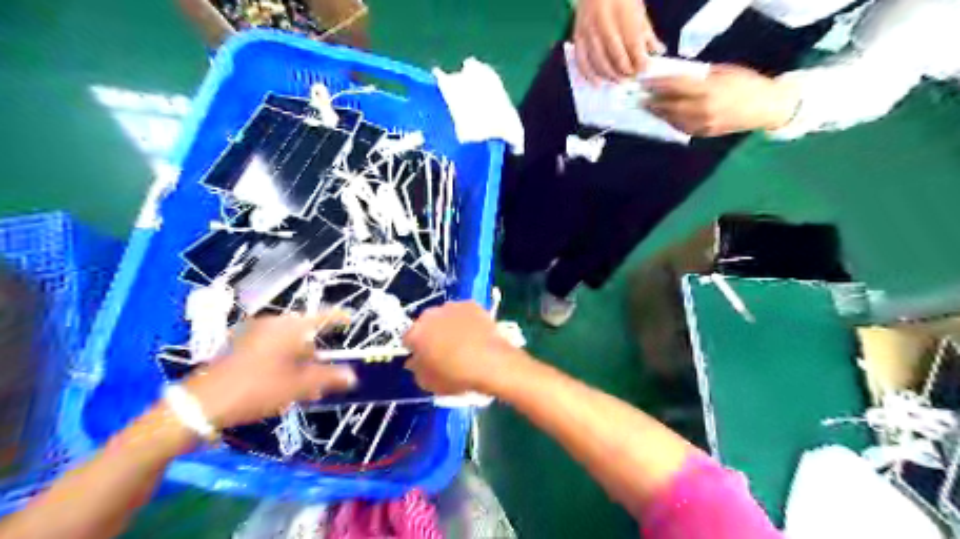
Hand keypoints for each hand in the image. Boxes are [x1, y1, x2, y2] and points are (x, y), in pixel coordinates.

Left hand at [182, 311, 355, 429]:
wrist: (200, 405)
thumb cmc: (257, 389)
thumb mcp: (298, 386)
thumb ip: (329, 378)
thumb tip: (353, 375)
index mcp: (289, 327)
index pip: (322, 316)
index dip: (339, 318)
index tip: (351, 320)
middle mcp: (273, 324)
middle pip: (305, 333)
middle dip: (317, 353)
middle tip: (325, 374)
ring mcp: (254, 333)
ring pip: (289, 343)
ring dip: (301, 361)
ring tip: (306, 385)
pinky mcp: (241, 346)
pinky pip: (273, 349)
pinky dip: (284, 361)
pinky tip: (285, 383)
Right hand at [402, 303, 518, 394]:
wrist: (491, 362)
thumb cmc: (456, 376)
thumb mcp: (428, 383)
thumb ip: (417, 370)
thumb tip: (415, 361)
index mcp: (415, 333)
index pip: (407, 339)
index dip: (415, 349)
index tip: (425, 358)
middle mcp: (430, 315)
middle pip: (426, 324)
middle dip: (431, 334)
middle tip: (443, 350)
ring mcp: (451, 307)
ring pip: (444, 316)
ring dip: (448, 325)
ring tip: (462, 341)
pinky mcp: (471, 304)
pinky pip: (464, 312)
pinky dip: (466, 320)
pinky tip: (475, 333)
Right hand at [573, 0, 665, 82]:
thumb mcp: (637, 9)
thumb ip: (647, 32)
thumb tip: (658, 51)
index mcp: (623, 14)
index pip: (633, 45)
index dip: (640, 61)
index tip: (645, 70)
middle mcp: (604, 24)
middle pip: (616, 56)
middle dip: (625, 72)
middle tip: (632, 78)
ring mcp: (589, 32)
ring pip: (599, 62)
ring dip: (610, 76)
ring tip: (619, 82)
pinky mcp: (578, 38)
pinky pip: (582, 61)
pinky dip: (589, 75)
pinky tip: (597, 83)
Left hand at [644, 64, 803, 135]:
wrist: (765, 108)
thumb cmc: (747, 84)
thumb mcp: (724, 72)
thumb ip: (699, 76)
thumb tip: (676, 77)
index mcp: (708, 90)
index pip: (675, 87)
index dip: (657, 85)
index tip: (644, 82)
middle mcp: (702, 109)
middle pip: (669, 106)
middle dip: (653, 102)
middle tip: (640, 98)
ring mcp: (702, 124)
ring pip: (672, 120)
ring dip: (658, 114)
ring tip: (649, 108)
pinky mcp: (703, 133)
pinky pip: (681, 127)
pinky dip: (670, 121)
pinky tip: (665, 116)